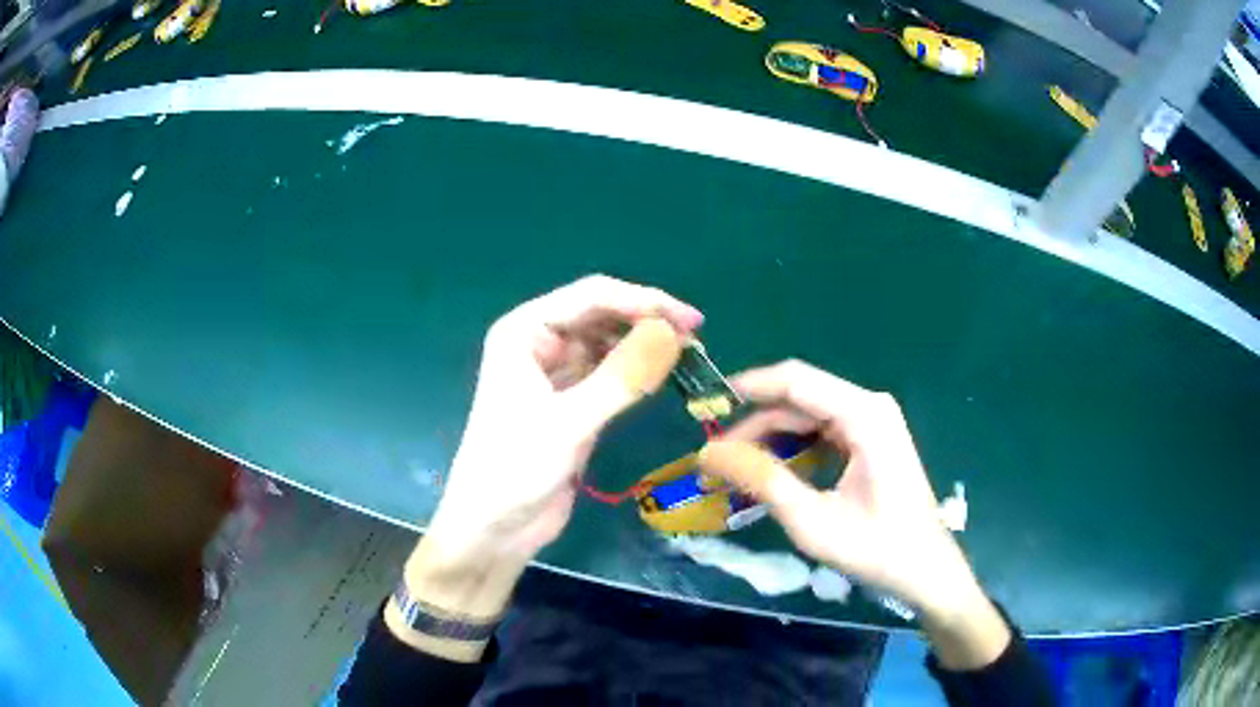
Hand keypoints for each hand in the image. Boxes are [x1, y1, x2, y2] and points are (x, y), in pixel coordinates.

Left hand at [391, 275, 701, 658]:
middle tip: (696, 339)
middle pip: (601, 315)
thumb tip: (673, 334)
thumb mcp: (569, 423)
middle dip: (646, 321)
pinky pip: (608, 373)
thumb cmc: (515, 470)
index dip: (643, 301)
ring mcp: (554, 373)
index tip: (690, 319)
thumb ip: (621, 378)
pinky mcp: (570, 402)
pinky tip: (663, 375)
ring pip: (607, 344)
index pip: (591, 296)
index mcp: (524, 332)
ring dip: (644, 345)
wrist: (494, 528)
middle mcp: (538, 343)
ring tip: (688, 355)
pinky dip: (635, 372)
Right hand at [698, 360, 1008, 668]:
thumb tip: (710, 453)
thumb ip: (763, 481)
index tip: (708, 406)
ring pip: (809, 414)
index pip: (796, 381)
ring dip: (772, 437)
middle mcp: (870, 406)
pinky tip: (773, 471)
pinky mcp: (872, 437)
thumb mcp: (813, 521)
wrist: (926, 568)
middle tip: (716, 458)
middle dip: (755, 424)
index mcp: (864, 416)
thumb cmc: (877, 548)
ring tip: (737, 468)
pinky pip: (823, 430)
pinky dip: (795, 447)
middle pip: (800, 398)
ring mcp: (874, 420)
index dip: (749, 388)